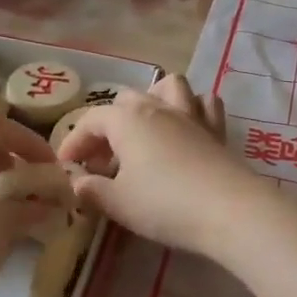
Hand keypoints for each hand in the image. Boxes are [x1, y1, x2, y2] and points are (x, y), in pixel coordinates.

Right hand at [56, 75, 253, 256]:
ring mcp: (191, 115)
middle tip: (104, 161)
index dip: (74, 142)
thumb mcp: (118, 203)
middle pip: (127, 101)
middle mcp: (158, 107)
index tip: (67, 168)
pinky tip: (187, 130)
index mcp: (127, 120)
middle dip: (109, 126)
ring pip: (170, 87)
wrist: (228, 209)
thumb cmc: (164, 204)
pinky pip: (204, 104)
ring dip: (153, 101)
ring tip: (146, 130)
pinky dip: (193, 109)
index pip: (90, 121)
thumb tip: (78, 183)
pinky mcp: (217, 130)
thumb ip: (92, 190)